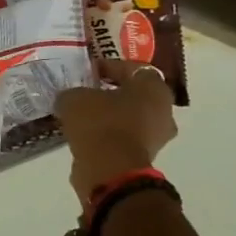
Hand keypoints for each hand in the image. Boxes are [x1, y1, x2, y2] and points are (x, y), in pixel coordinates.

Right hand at [52, 59, 177, 207]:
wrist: (110, 169)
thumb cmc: (100, 123)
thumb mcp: (74, 98)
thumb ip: (73, 93)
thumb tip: (71, 98)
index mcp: (154, 87)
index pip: (133, 68)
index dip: (109, 66)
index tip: (88, 71)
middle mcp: (164, 110)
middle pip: (135, 94)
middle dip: (112, 93)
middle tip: (87, 93)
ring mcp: (157, 136)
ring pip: (131, 118)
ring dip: (110, 116)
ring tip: (82, 116)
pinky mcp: (144, 157)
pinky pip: (124, 138)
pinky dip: (108, 135)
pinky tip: (86, 135)